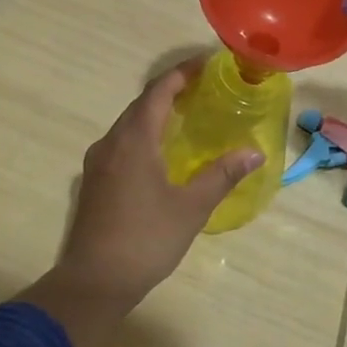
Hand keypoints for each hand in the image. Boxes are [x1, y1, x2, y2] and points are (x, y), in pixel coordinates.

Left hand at [20, 58, 260, 346]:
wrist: (92, 283)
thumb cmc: (144, 240)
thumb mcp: (191, 208)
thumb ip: (222, 175)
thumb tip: (254, 152)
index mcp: (134, 140)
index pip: (159, 91)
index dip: (182, 72)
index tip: (207, 63)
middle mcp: (111, 142)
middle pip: (142, 103)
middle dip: (172, 90)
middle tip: (204, 88)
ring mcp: (98, 162)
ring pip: (129, 124)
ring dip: (156, 113)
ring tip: (188, 115)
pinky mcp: (94, 181)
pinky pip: (122, 142)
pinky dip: (145, 134)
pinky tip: (162, 152)